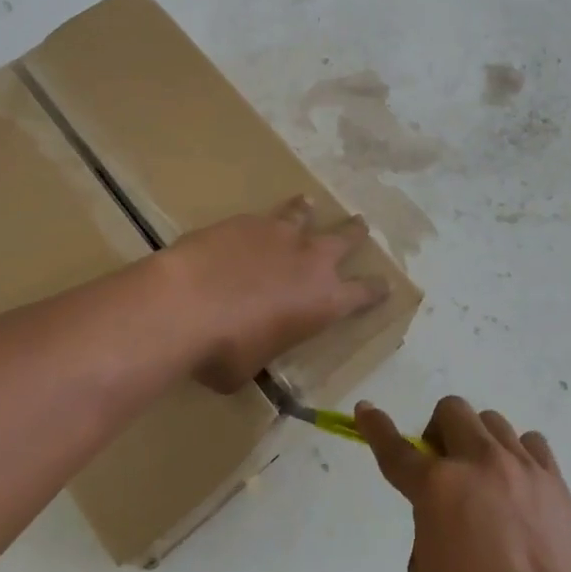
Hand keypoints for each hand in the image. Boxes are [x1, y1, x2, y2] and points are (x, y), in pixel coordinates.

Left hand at [163, 197, 388, 391]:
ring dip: (309, 211)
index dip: (376, 289)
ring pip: (304, 215)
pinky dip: (267, 217)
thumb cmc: (224, 351)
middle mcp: (311, 261)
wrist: (186, 304)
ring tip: (310, 204)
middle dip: (355, 234)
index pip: (363, 294)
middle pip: (344, 240)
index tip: (384, 284)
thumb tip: (251, 351)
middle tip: (362, 225)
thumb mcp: (252, 367)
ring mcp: (280, 234)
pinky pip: (265, 215)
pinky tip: (255, 220)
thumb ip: (263, 350)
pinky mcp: (246, 220)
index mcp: (324, 302)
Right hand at [357, 397, 570, 571]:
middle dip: (438, 431)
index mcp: (437, 486)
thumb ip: (425, 524)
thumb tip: (443, 509)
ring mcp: (520, 466)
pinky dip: (518, 455)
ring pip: (491, 420)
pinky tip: (519, 486)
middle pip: (451, 410)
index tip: (365, 410)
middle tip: (442, 467)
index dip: (375, 426)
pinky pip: (531, 443)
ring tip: (485, 479)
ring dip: (477, 441)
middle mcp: (477, 461)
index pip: (396, 448)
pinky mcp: (554, 480)